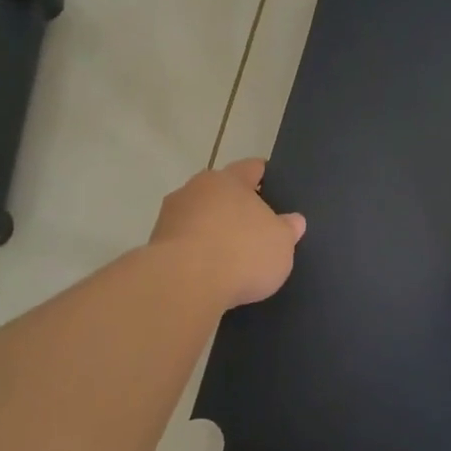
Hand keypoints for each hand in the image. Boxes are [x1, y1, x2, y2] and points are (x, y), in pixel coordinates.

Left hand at [151, 159, 305, 308]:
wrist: (184, 283)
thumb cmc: (241, 253)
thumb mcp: (281, 244)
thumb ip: (287, 229)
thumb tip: (294, 220)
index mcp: (229, 180)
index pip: (250, 168)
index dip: (262, 174)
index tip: (270, 181)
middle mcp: (196, 189)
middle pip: (219, 191)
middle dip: (233, 205)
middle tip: (252, 224)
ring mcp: (171, 216)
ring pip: (198, 216)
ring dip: (211, 229)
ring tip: (228, 252)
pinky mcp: (156, 244)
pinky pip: (184, 241)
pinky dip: (195, 251)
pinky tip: (207, 270)